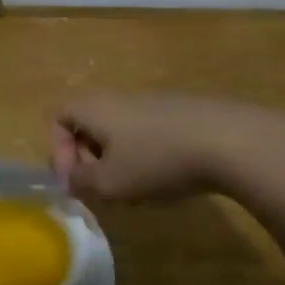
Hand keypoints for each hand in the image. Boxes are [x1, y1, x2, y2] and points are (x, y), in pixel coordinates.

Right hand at [50, 92, 284, 202]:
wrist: (227, 139)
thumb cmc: (157, 160)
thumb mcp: (110, 182)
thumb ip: (81, 181)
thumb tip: (70, 178)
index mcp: (94, 108)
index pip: (57, 116)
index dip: (57, 150)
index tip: (75, 180)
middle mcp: (117, 97)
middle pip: (87, 122)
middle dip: (87, 157)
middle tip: (102, 187)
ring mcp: (150, 101)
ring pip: (117, 128)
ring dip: (116, 158)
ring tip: (134, 187)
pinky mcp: (178, 111)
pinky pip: (145, 130)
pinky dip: (144, 153)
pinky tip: (166, 176)